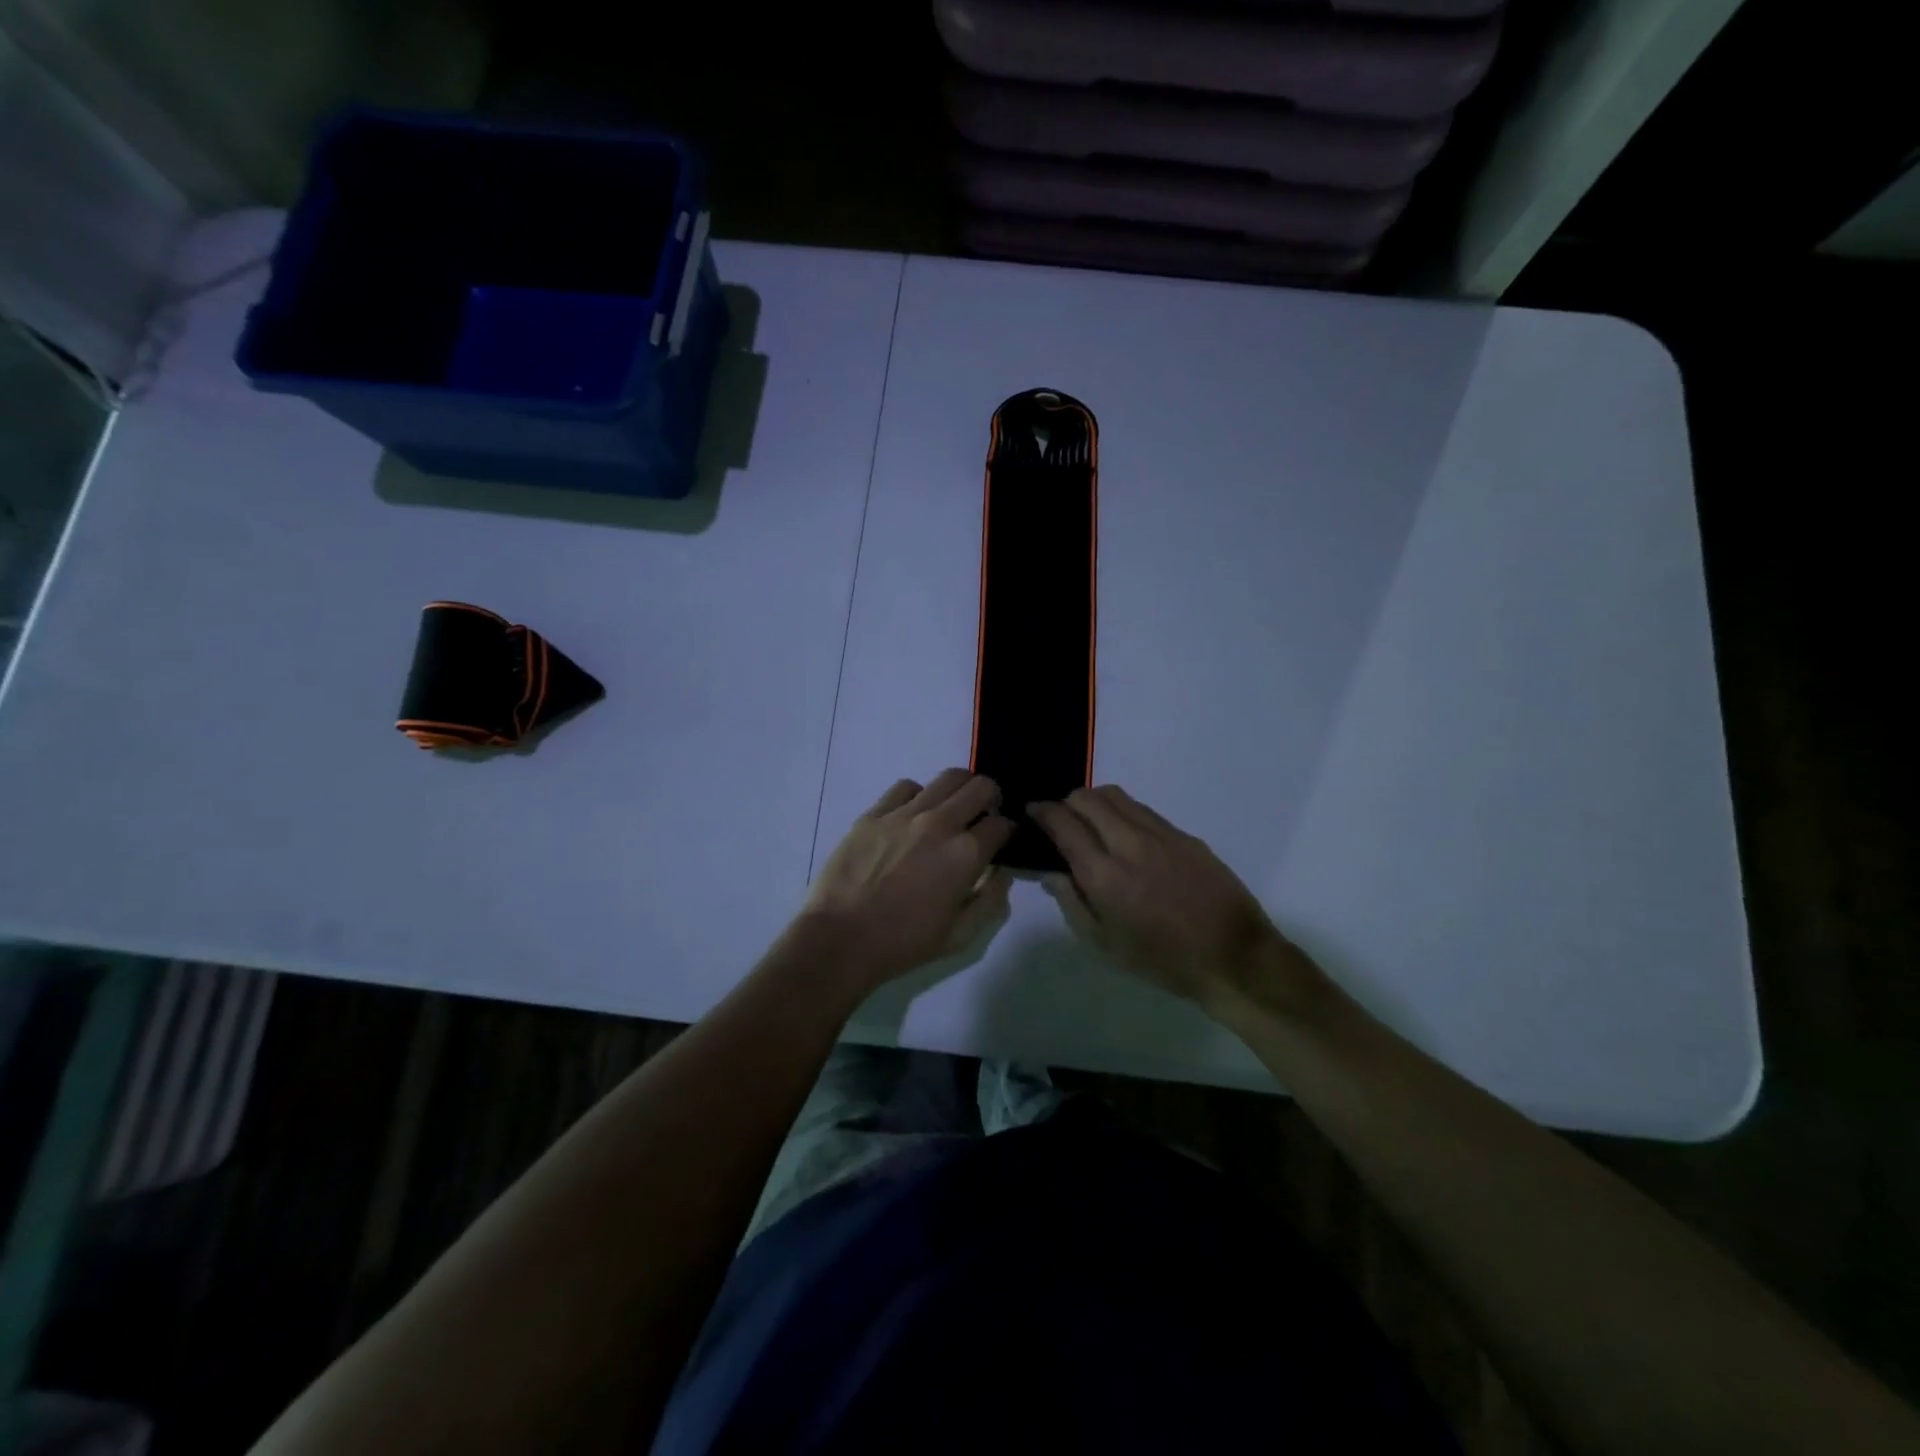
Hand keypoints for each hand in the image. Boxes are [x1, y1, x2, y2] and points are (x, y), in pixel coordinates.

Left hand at [801, 770, 1014, 988]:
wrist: (840, 939)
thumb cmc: (903, 943)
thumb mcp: (960, 936)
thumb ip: (990, 900)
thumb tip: (1002, 873)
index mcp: (966, 855)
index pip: (1002, 824)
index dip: (1008, 832)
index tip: (1001, 841)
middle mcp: (940, 824)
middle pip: (981, 786)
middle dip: (991, 798)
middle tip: (982, 816)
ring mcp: (904, 814)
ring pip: (948, 777)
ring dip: (960, 790)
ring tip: (952, 808)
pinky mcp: (874, 813)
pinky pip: (906, 787)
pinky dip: (919, 795)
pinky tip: (913, 815)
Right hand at [1030, 786, 1325, 1019]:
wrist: (1233, 957)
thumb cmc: (1163, 960)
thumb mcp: (1105, 944)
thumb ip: (1072, 903)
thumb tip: (1052, 873)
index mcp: (1105, 875)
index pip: (1064, 823)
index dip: (1042, 812)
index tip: (1033, 812)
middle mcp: (1130, 844)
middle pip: (1088, 798)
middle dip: (1066, 802)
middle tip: (1061, 820)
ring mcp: (1161, 835)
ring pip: (1117, 796)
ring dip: (1094, 801)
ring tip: (1091, 822)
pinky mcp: (1185, 835)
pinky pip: (1143, 810)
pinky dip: (1123, 812)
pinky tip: (1126, 836)